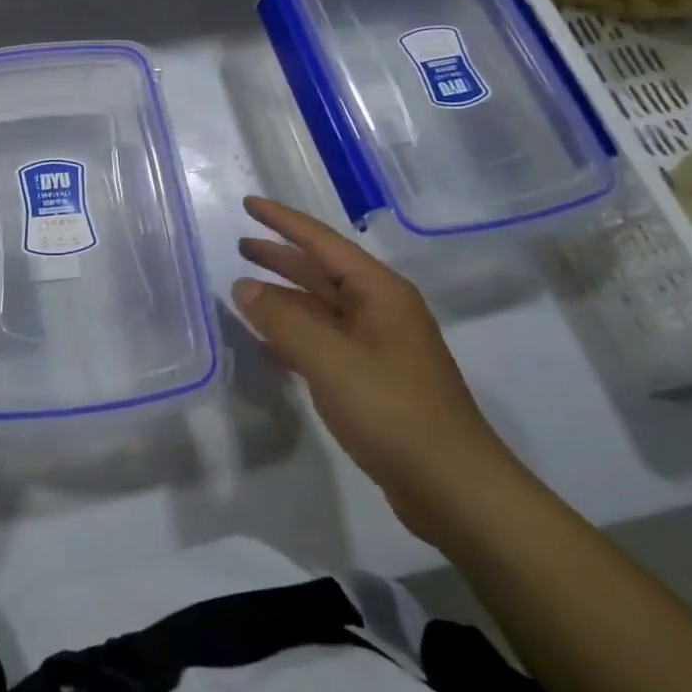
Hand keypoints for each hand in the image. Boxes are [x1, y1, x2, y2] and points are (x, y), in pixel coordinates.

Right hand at [233, 197, 527, 544]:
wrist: (451, 486)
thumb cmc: (391, 410)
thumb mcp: (329, 358)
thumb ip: (282, 319)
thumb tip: (244, 286)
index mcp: (379, 292)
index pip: (322, 242)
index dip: (283, 221)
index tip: (248, 204)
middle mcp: (380, 310)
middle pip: (322, 271)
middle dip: (281, 257)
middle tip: (239, 246)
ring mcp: (378, 346)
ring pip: (321, 308)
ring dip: (285, 297)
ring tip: (244, 290)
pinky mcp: (372, 379)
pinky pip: (324, 341)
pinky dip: (294, 334)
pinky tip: (268, 342)